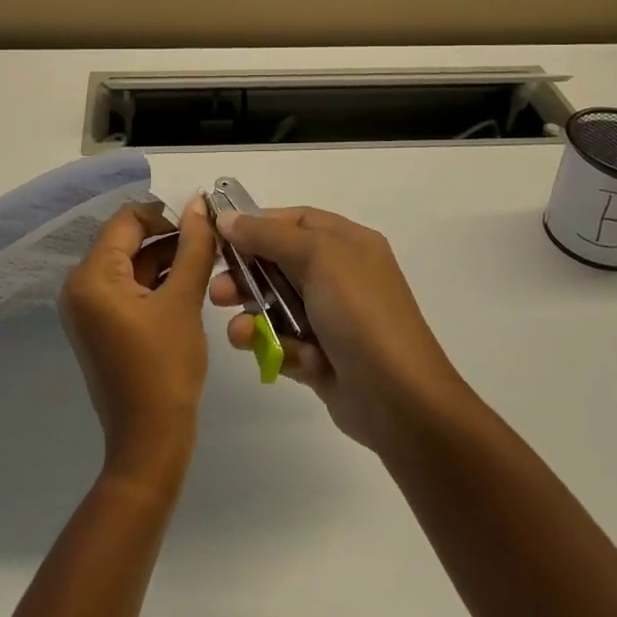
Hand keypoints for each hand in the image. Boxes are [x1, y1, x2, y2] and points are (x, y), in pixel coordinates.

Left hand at [59, 196, 218, 491]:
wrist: (150, 442)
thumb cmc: (166, 368)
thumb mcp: (183, 301)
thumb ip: (193, 247)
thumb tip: (199, 203)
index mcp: (92, 277)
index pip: (128, 220)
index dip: (167, 214)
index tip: (204, 219)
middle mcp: (81, 286)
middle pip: (128, 240)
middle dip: (170, 236)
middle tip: (212, 237)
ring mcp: (89, 307)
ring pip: (132, 263)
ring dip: (167, 257)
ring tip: (209, 257)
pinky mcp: (102, 324)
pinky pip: (129, 287)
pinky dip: (157, 280)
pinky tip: (192, 281)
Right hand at [209, 207, 469, 453]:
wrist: (399, 398)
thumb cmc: (360, 313)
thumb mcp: (318, 257)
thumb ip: (269, 235)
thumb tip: (228, 217)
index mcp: (347, 243)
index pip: (295, 221)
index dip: (257, 224)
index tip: (218, 235)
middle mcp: (340, 275)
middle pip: (279, 263)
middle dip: (245, 275)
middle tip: (217, 291)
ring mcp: (331, 318)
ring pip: (275, 305)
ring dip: (252, 315)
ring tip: (238, 333)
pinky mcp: (320, 357)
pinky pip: (283, 342)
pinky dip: (271, 347)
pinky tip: (265, 354)